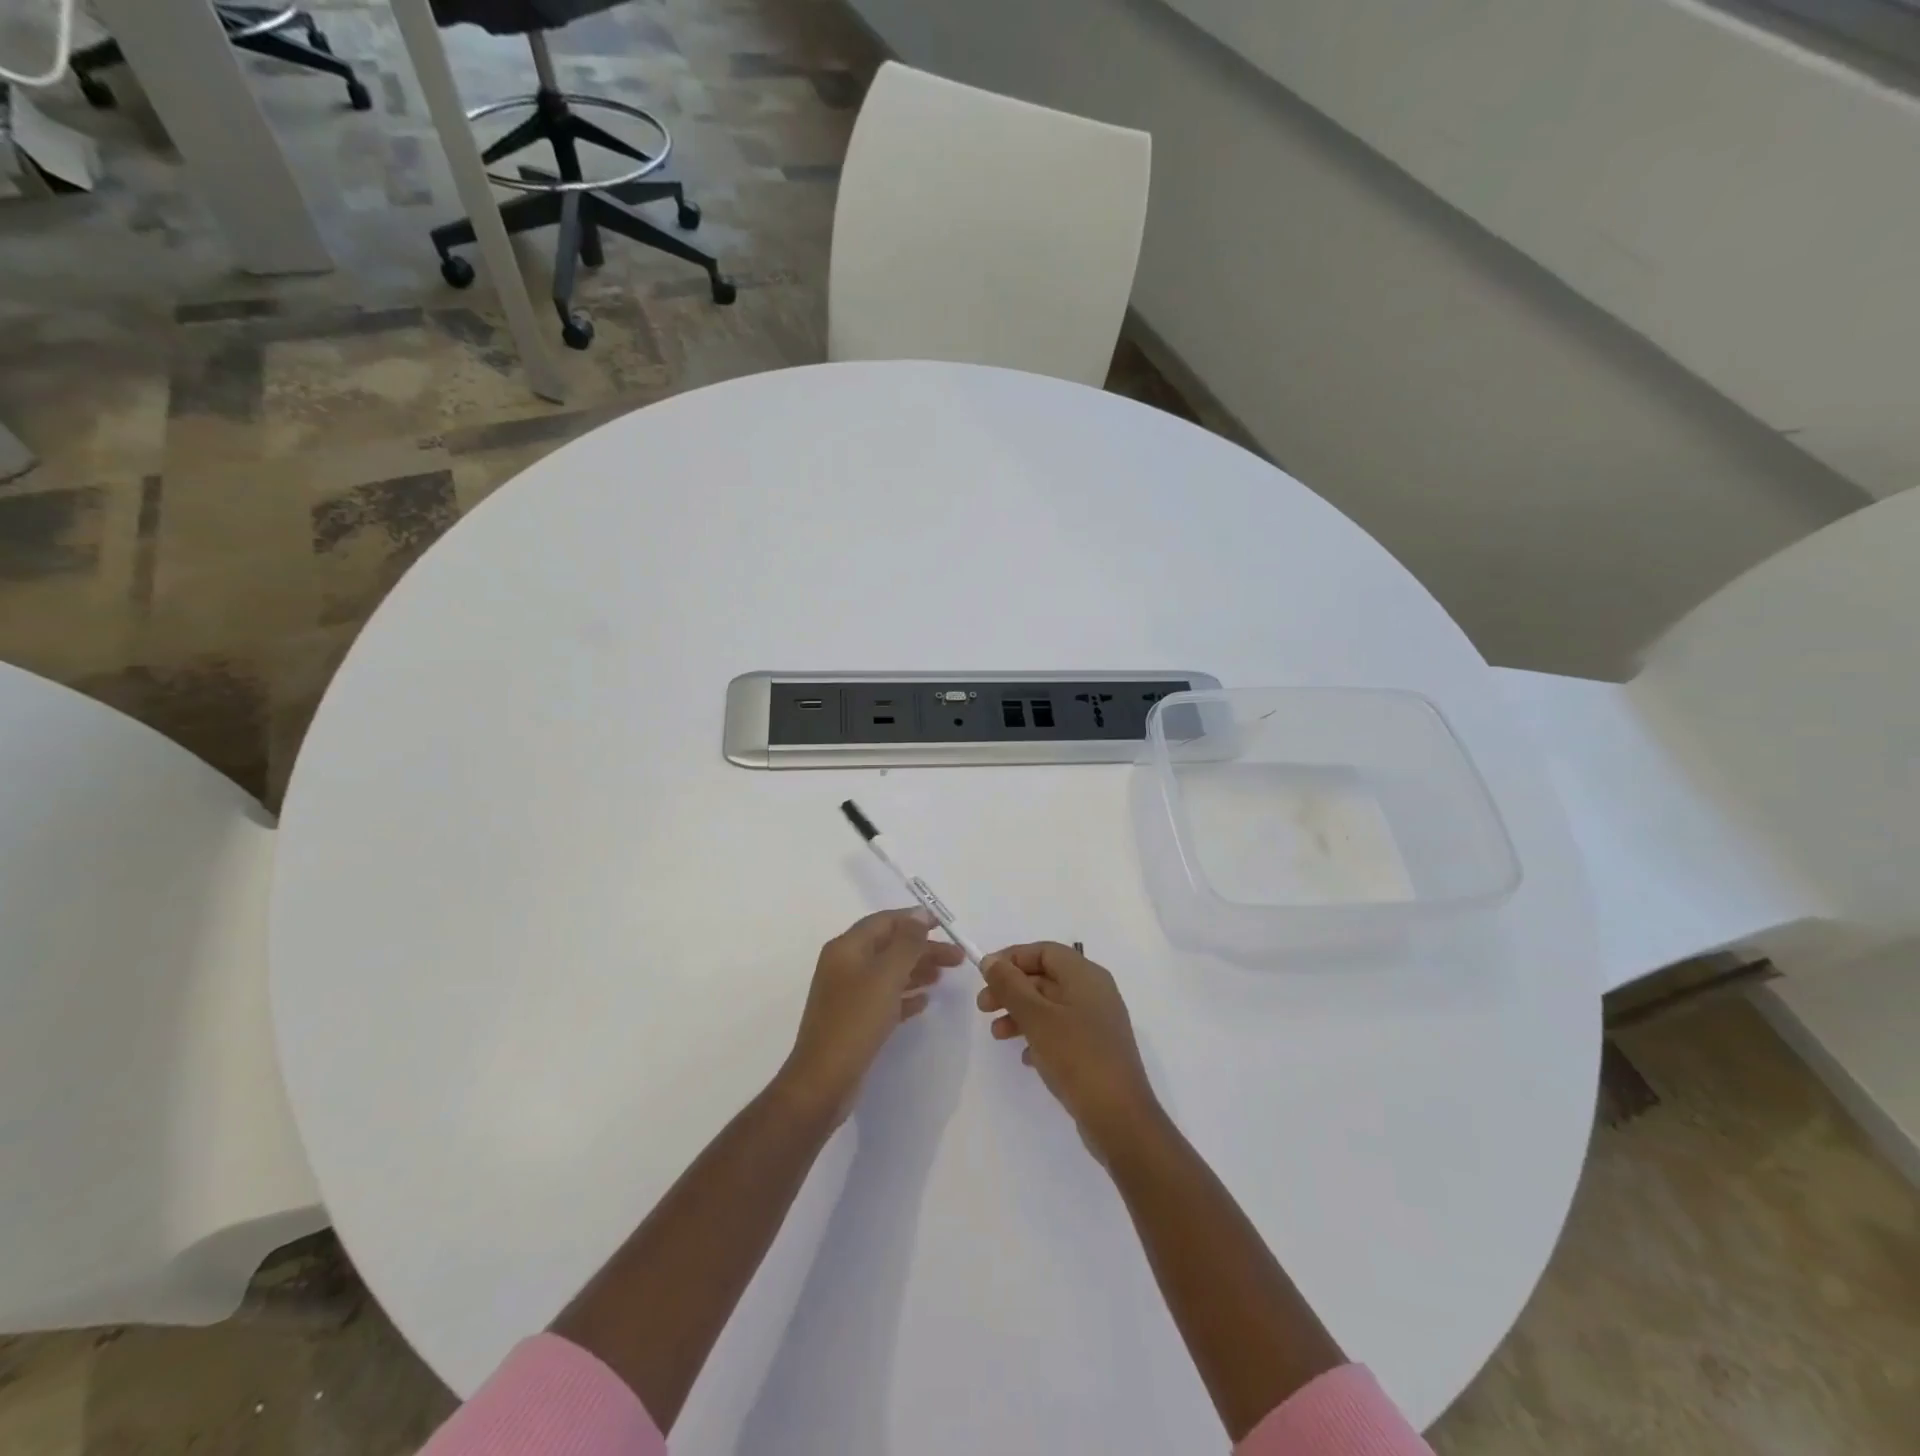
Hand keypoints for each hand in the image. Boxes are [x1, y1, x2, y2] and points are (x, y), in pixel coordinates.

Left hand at [783, 908, 964, 1121]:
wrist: (823, 1080)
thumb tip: (920, 914)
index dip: (914, 920)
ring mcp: (847, 994)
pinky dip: (905, 996)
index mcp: (847, 948)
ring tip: (944, 977)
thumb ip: (907, 943)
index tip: (944, 925)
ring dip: (916, 971)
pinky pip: (884, 998)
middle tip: (956, 959)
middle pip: (889, 947)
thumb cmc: (856, 1020)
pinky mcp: (853, 1019)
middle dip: (922, 949)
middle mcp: (844, 965)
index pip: (884, 922)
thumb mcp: (886, 976)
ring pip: (888, 972)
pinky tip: (925, 1002)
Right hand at [977, 942, 1161, 1158]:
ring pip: (1051, 1006)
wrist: (1119, 1117)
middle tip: (983, 1007)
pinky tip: (1024, 1057)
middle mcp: (1094, 992)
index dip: (1012, 958)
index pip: (1044, 951)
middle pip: (1045, 978)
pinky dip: (1039, 1036)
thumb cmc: (1076, 1056)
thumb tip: (991, 960)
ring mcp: (1097, 1022)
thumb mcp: (1036, 1017)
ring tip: (997, 1035)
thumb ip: (1010, 985)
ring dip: (1020, 1014)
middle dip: (1012, 989)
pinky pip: (1061, 1031)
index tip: (985, 975)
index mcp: (1085, 975)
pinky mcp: (1096, 1050)